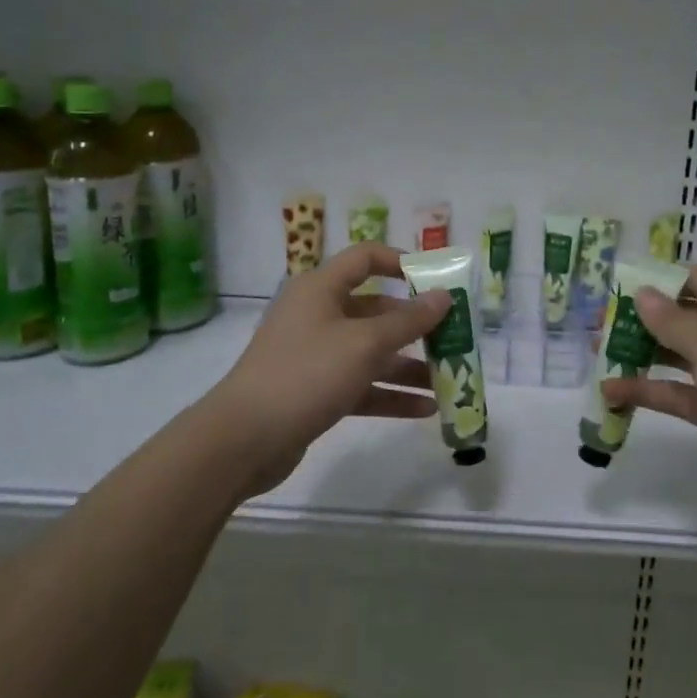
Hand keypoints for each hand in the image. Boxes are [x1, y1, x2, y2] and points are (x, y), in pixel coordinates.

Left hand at [203, 243, 449, 496]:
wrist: (244, 439)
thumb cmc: (307, 373)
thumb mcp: (364, 344)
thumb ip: (409, 321)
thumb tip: (444, 296)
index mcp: (321, 289)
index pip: (365, 258)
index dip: (401, 262)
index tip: (436, 280)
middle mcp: (318, 315)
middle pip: (375, 310)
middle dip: (414, 326)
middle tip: (452, 338)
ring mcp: (315, 354)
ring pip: (370, 352)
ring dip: (408, 365)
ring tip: (447, 380)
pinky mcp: (315, 390)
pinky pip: (361, 384)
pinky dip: (390, 393)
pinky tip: (425, 409)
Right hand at [600, 265, 696, 526]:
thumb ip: (672, 320)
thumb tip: (641, 293)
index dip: (660, 281)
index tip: (618, 289)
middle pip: (685, 317)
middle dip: (643, 319)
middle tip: (600, 324)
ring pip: (678, 356)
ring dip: (641, 355)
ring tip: (598, 354)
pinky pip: (678, 393)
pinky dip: (647, 392)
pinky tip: (611, 394)